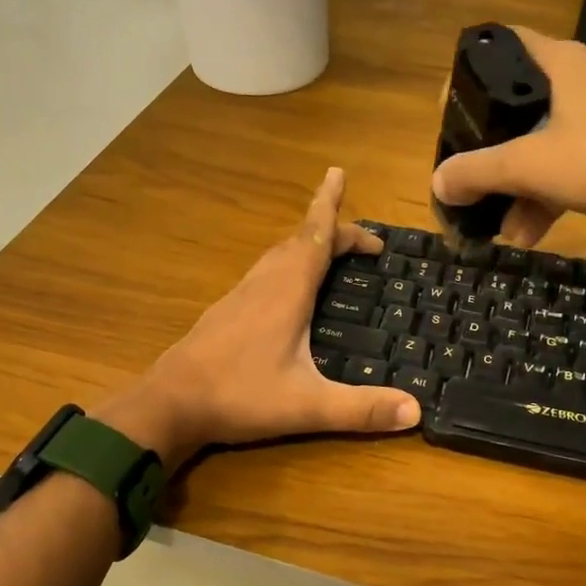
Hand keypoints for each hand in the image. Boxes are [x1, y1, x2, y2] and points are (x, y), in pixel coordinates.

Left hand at [94, 168, 420, 466]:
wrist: (169, 404)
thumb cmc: (239, 395)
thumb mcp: (308, 406)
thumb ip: (361, 410)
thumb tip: (416, 412)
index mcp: (286, 291)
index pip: (315, 236)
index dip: (330, 205)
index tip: (338, 173)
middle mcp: (263, 284)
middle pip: (300, 241)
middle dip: (332, 230)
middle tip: (364, 242)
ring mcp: (240, 296)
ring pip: (278, 256)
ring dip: (308, 246)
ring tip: (331, 254)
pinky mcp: (226, 312)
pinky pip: (265, 273)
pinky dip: (288, 266)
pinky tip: (289, 292)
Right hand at [430, 27, 585, 246]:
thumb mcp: (528, 166)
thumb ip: (477, 172)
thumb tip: (437, 183)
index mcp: (565, 64)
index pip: (508, 44)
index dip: (474, 68)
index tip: (452, 104)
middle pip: (523, 105)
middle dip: (494, 148)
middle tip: (470, 171)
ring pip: (547, 145)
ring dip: (520, 187)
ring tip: (499, 227)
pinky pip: (572, 168)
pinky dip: (548, 197)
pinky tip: (528, 235)